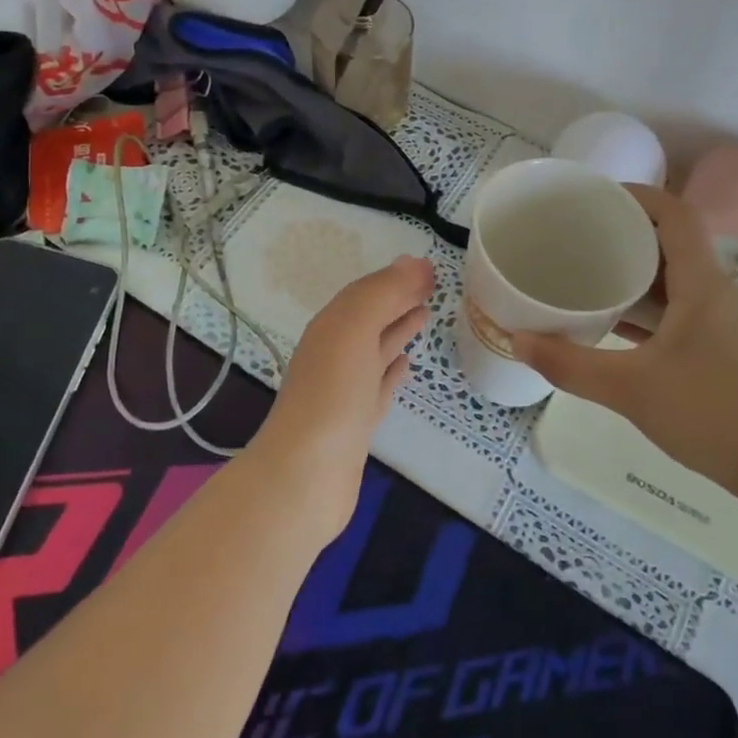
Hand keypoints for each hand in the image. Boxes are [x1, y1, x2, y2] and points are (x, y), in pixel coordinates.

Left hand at [247, 254, 433, 537]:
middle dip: (397, 300)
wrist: (305, 476)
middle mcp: (334, 353)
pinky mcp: (356, 423)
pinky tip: (406, 365)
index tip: (430, 270)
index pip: (366, 292)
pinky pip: (379, 385)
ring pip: (375, 349)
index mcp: (331, 328)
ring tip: (425, 315)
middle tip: (432, 287)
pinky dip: (392, 370)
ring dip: (397, 330)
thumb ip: (384, 293)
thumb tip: (415, 261)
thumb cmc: (332, 395)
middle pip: (370, 318)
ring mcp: (345, 390)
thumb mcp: (355, 330)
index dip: (396, 278)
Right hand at [510, 186, 737, 503]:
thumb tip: (517, 341)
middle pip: (671, 240)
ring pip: (674, 276)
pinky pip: (678, 306)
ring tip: (588, 271)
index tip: (594, 197)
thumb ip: (570, 365)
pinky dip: (646, 303)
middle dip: (626, 230)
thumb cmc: (712, 413)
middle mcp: (714, 291)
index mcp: (701, 282)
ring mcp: (720, 320)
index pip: (675, 213)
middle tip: (579, 234)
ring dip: (634, 269)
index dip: (637, 194)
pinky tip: (614, 321)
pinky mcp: (720, 347)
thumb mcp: (630, 389)